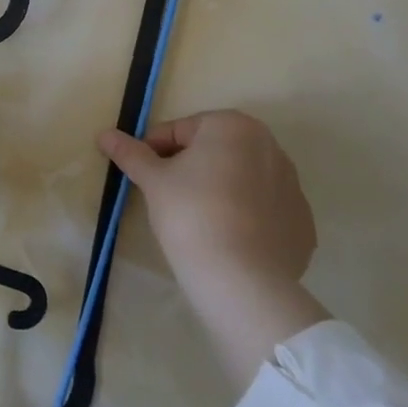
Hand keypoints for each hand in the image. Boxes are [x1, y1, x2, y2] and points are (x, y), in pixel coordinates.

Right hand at [98, 111, 329, 389]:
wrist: (243, 280)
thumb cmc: (191, 214)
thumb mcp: (153, 181)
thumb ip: (130, 153)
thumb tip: (104, 134)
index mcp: (232, 126)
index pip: (180, 130)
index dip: (154, 151)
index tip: (143, 177)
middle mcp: (270, 145)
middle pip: (214, 150)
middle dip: (190, 167)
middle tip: (167, 197)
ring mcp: (293, 185)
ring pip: (241, 178)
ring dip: (219, 188)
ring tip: (197, 221)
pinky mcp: (302, 222)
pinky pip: (264, 209)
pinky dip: (246, 216)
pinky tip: (228, 238)